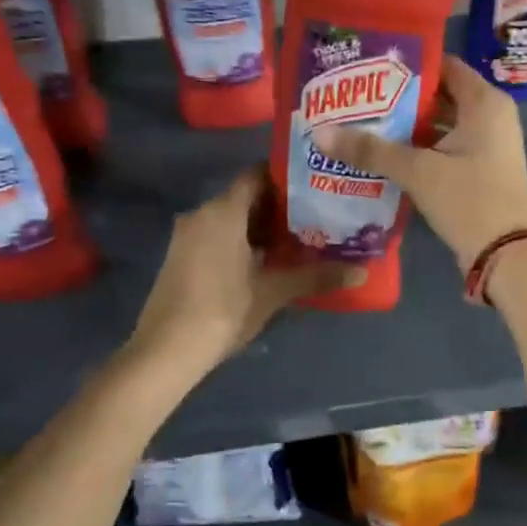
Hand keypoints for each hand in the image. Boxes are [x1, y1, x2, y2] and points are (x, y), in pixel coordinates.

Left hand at [128, 170, 360, 378]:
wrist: (165, 350)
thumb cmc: (223, 311)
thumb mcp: (273, 292)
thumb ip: (315, 276)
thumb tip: (361, 272)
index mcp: (223, 211)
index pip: (257, 175)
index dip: (286, 178)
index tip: (315, 187)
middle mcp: (202, 213)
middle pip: (245, 197)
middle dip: (279, 206)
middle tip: (316, 216)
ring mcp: (187, 235)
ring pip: (230, 218)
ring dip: (260, 227)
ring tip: (298, 239)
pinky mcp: (180, 256)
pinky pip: (216, 235)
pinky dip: (241, 240)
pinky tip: (266, 261)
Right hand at [313, 55, 526, 272]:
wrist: (507, 254)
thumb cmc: (470, 199)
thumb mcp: (418, 171)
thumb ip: (371, 150)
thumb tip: (321, 133)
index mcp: (485, 102)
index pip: (444, 66)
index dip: (408, 64)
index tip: (370, 66)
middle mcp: (490, 117)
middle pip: (439, 95)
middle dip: (399, 98)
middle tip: (357, 95)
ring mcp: (486, 146)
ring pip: (439, 125)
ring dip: (405, 126)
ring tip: (361, 122)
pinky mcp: (479, 171)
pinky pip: (443, 149)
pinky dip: (418, 149)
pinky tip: (382, 154)